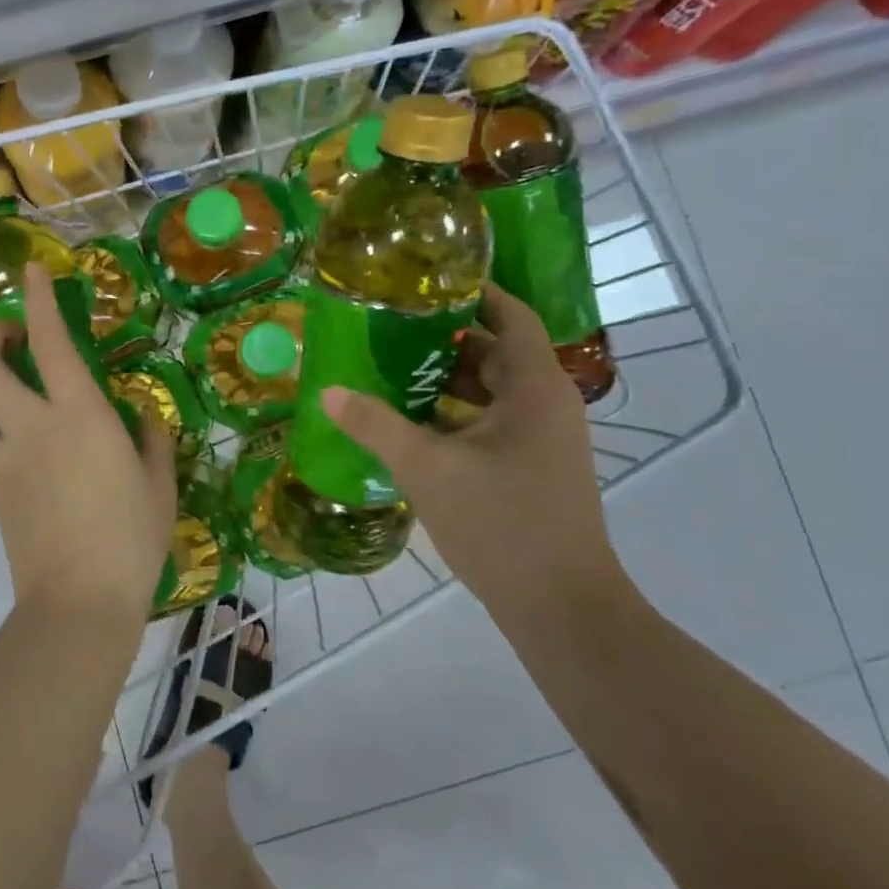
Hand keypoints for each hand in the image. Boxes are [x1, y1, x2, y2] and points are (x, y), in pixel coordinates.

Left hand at [0, 262, 175, 632]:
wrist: (78, 602)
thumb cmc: (131, 539)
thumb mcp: (158, 483)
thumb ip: (150, 439)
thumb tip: (138, 415)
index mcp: (78, 415)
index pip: (50, 341)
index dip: (38, 299)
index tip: (31, 271)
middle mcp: (31, 426)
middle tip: (5, 333)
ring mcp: (3, 458)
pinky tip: (9, 438)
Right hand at [320, 284, 627, 619]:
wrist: (560, 607)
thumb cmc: (501, 524)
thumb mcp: (428, 469)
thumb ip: (376, 426)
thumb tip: (328, 392)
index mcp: (534, 388)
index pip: (510, 315)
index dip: (473, 292)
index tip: (424, 281)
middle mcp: (546, 404)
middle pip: (495, 351)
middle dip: (444, 336)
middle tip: (389, 325)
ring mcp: (542, 438)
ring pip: (491, 389)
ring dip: (446, 378)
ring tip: (389, 367)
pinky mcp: (532, 466)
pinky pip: (491, 420)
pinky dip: (454, 412)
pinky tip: (410, 421)